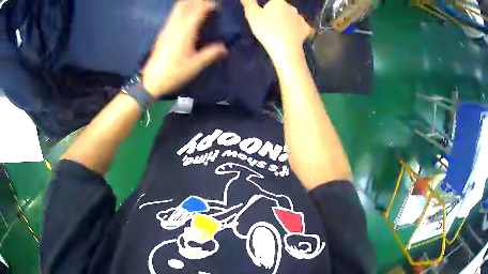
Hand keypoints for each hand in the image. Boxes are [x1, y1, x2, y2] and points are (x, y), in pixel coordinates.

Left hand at [142, 0, 226, 96]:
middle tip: (208, 3)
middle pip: (185, 5)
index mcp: (184, 32)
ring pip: (177, 9)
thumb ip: (210, 54)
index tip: (217, 6)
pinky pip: (173, 15)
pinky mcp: (163, 33)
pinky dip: (182, 9)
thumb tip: (224, 47)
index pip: (197, 11)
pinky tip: (187, 13)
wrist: (151, 81)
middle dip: (197, 1)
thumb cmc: (174, 73)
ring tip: (199, 4)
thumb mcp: (195, 66)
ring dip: (189, 3)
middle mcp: (175, 27)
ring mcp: (167, 29)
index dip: (207, 5)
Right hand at [240, 0, 312, 60]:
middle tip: (269, 24)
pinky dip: (297, 29)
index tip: (264, 15)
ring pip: (292, 16)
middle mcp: (292, 7)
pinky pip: (301, 26)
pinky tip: (293, 34)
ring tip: (280, 31)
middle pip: (283, 8)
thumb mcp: (252, 15)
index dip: (268, 8)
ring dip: (287, 20)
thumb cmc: (267, 30)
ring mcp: (300, 18)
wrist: (285, 49)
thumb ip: (249, 2)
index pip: (273, 1)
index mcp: (279, 2)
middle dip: (277, 13)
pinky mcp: (306, 29)